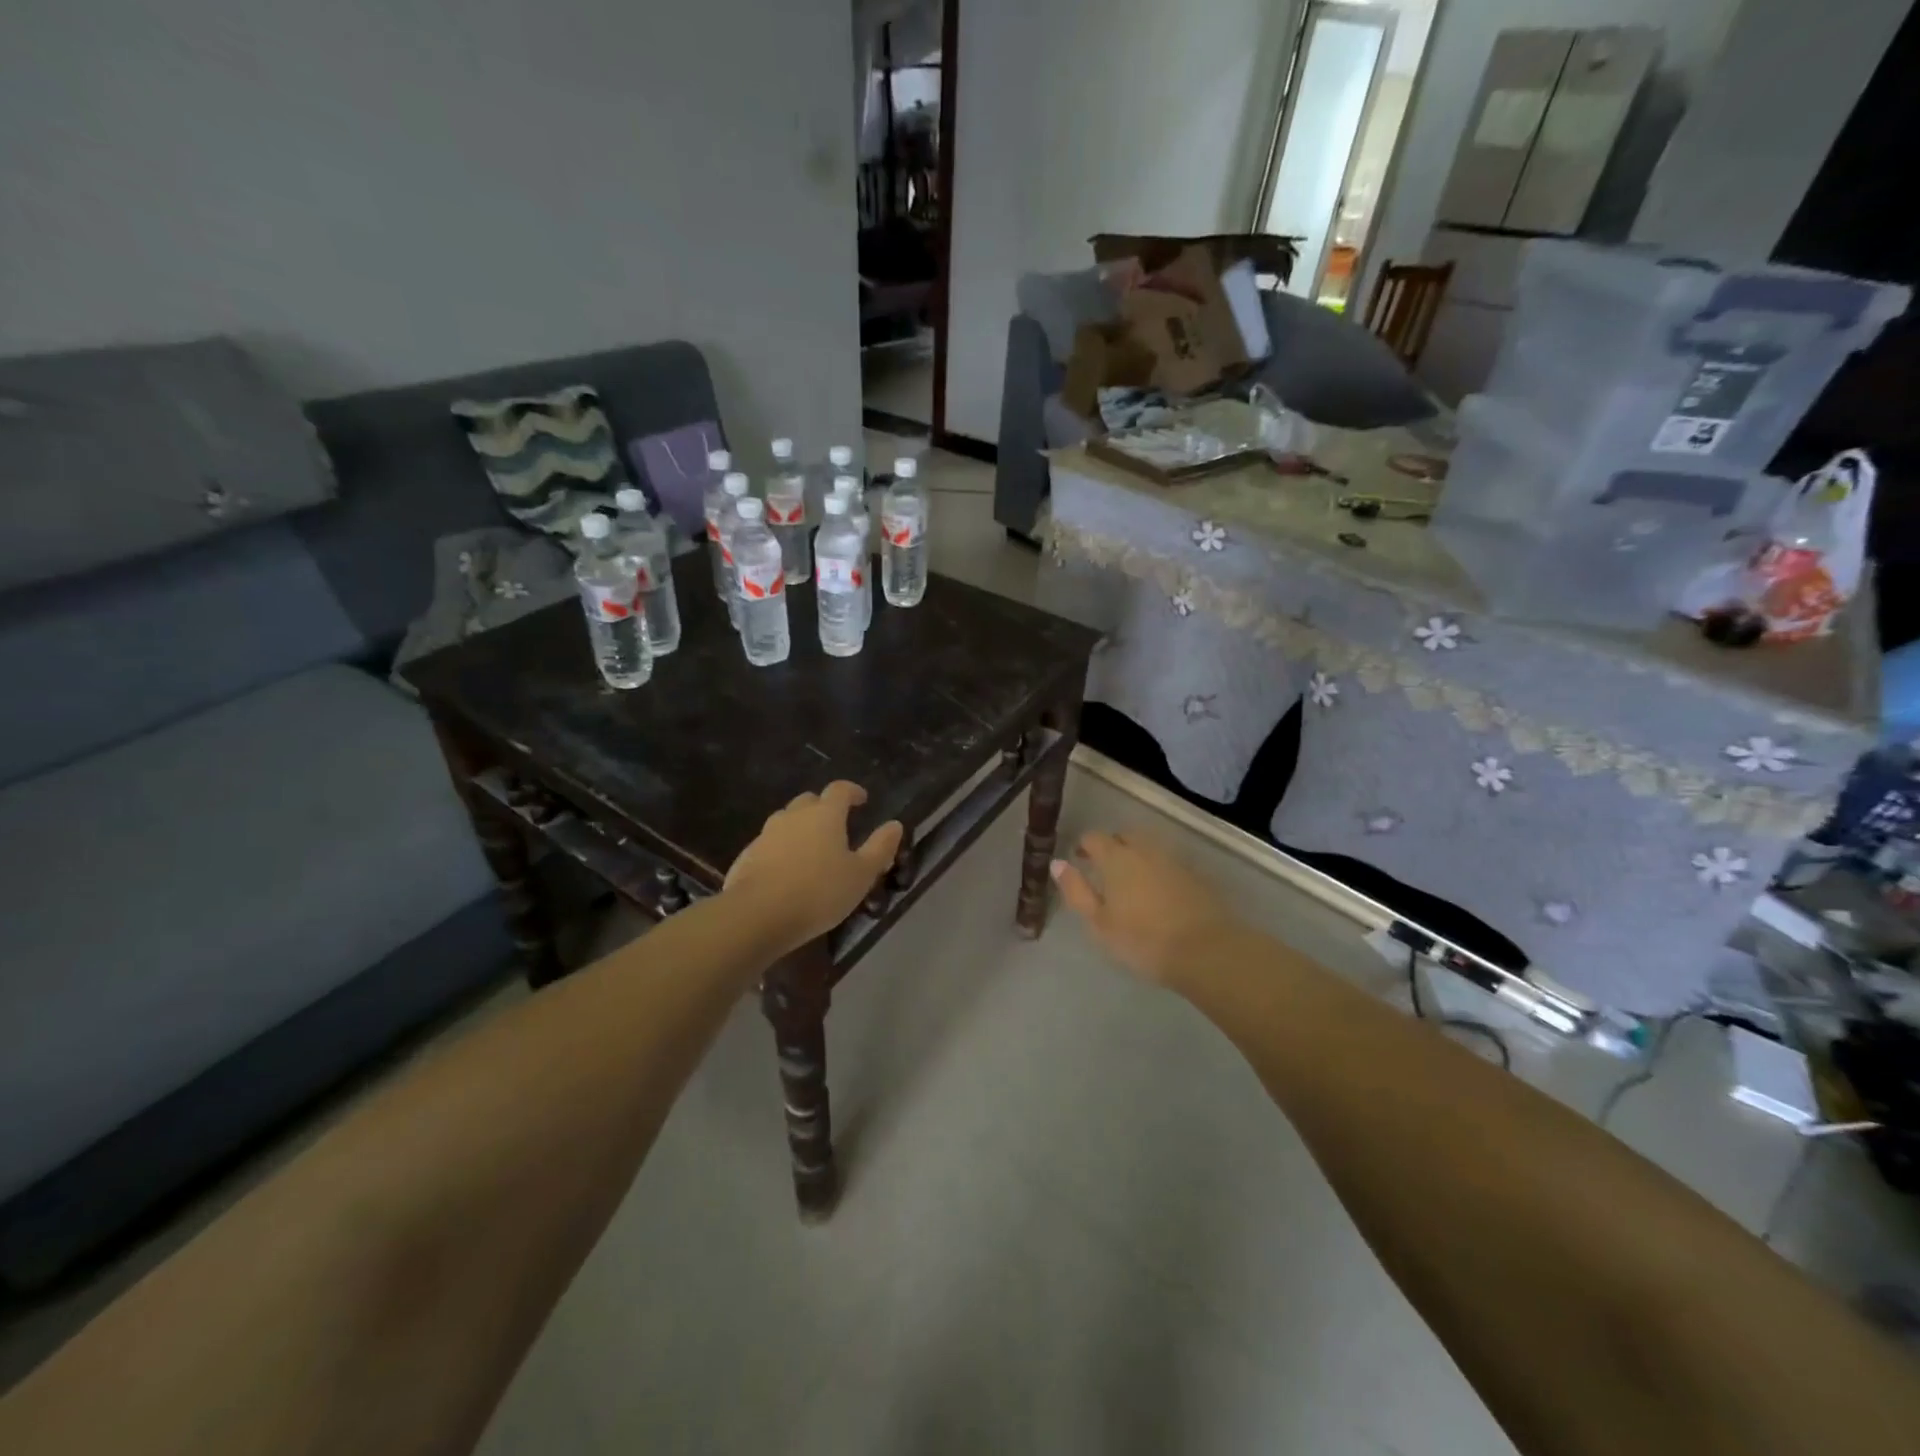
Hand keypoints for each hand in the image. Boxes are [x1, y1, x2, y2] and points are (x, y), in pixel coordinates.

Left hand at [724, 782, 903, 956]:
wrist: (757, 915)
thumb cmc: (818, 892)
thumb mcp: (861, 875)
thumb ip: (880, 848)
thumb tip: (895, 825)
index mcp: (825, 814)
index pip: (840, 789)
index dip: (853, 791)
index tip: (862, 800)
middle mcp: (793, 816)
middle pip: (810, 801)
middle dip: (824, 808)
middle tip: (837, 827)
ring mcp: (766, 834)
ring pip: (787, 821)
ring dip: (801, 828)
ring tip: (812, 851)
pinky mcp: (747, 855)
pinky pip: (769, 844)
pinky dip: (781, 850)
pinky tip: (786, 872)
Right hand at [1050, 831, 1235, 987]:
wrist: (1206, 950)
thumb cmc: (1142, 939)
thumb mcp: (1099, 922)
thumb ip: (1076, 891)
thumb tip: (1057, 863)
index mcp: (1116, 857)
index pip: (1094, 837)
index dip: (1084, 846)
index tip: (1079, 860)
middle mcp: (1145, 850)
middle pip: (1124, 836)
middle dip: (1112, 846)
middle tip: (1104, 870)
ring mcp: (1173, 860)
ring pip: (1148, 847)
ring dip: (1136, 856)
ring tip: (1130, 882)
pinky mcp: (1195, 875)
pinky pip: (1167, 862)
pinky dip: (1157, 869)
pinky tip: (1157, 892)